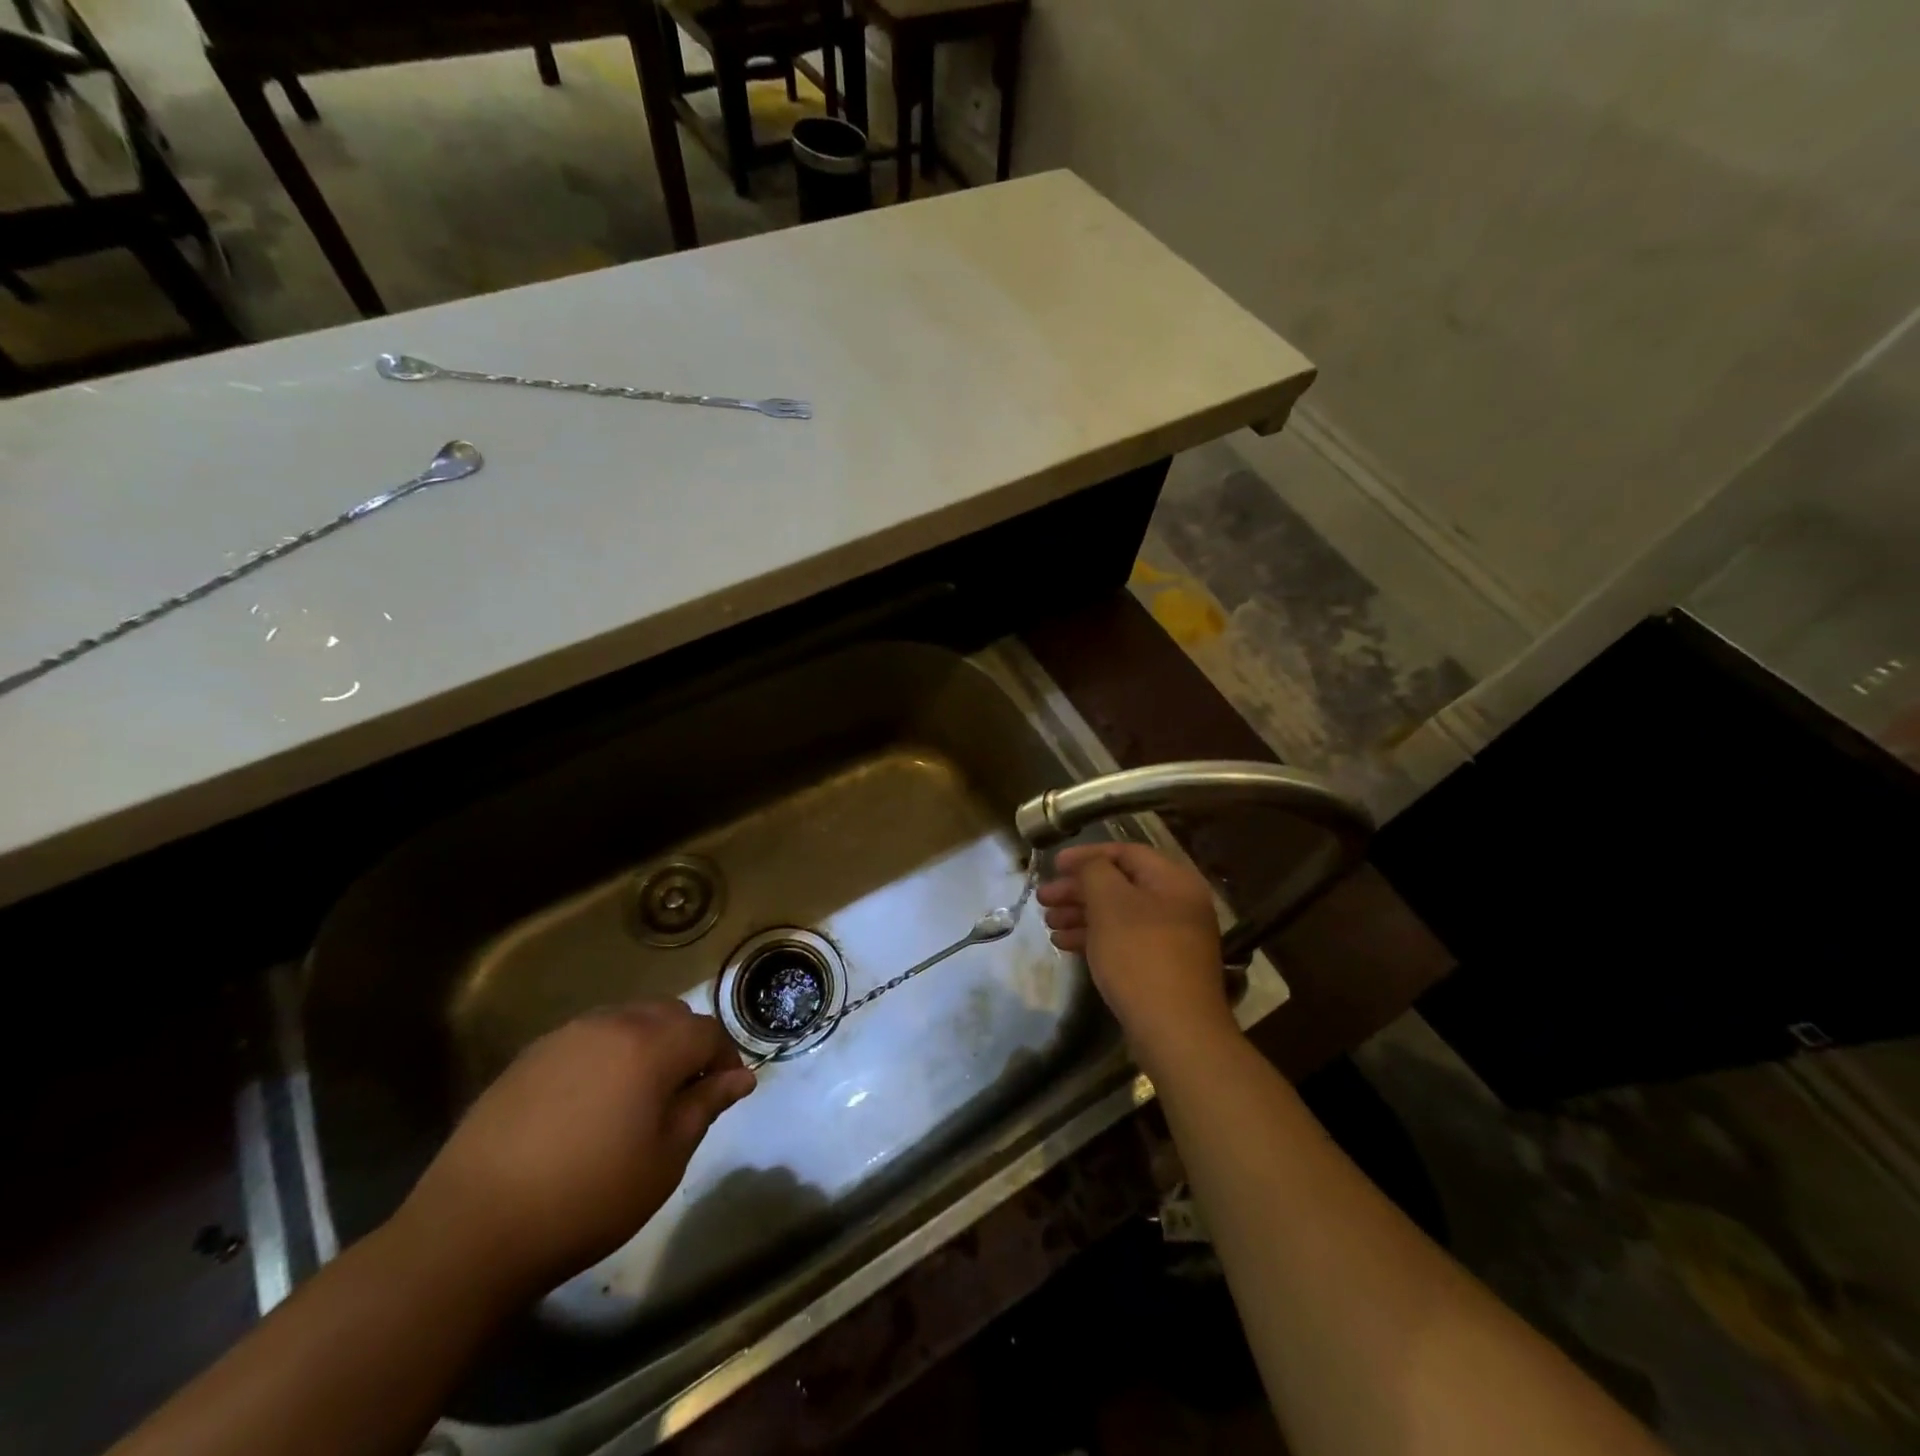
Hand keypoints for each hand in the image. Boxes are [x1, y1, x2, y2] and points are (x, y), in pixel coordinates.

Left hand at [397, 1000, 755, 1295]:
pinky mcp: (531, 1055)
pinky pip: (588, 1038)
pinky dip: (606, 1056)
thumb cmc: (588, 1198)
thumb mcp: (664, 1159)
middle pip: (669, 1014)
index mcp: (651, 1045)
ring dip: (647, 1046)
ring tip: (637, 1098)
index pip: (708, 1032)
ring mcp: (566, 1035)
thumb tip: (740, 1078)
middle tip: (682, 1095)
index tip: (722, 1094)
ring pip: (627, 1020)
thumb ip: (705, 1107)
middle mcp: (612, 1023)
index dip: (724, 1059)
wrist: (472, 1229)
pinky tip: (590, 1104)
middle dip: (687, 1045)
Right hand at [1038, 842, 1238, 1072]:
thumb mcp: (1110, 903)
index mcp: (1174, 881)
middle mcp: (1178, 905)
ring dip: (1081, 914)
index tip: (1053, 865)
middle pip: (1121, 884)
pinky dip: (1095, 938)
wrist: (1176, 1031)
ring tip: (1048, 924)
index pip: (1126, 853)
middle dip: (1079, 889)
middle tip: (1043, 899)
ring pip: (1119, 915)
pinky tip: (1065, 945)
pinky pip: (1124, 941)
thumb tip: (1089, 865)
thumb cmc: (1140, 955)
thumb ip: (1094, 871)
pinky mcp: (1162, 968)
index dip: (1086, 855)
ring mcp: (1172, 939)